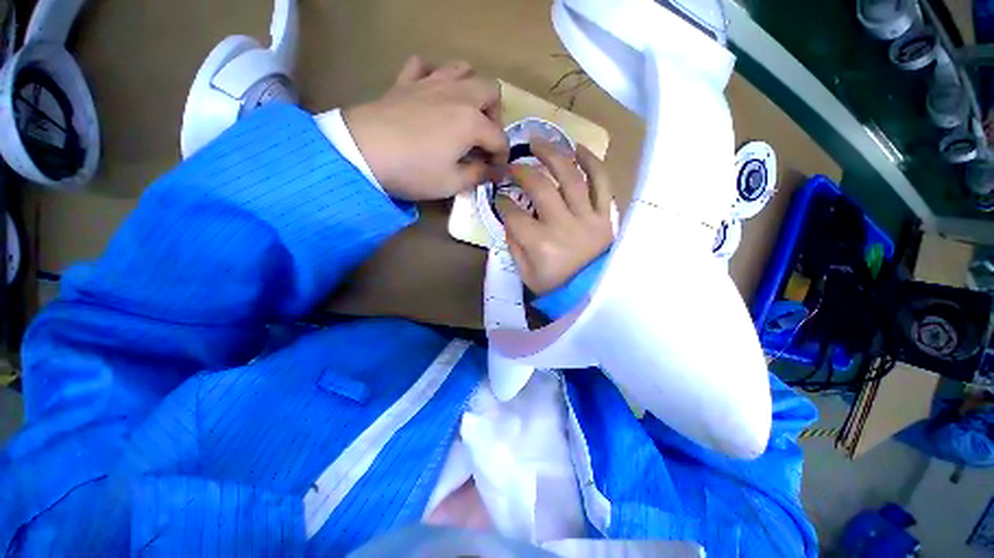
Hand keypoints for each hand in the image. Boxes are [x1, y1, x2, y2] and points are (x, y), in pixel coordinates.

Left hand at [343, 56, 508, 200]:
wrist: (364, 152)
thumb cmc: (414, 171)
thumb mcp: (452, 183)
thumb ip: (477, 175)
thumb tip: (491, 171)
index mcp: (472, 122)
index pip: (499, 138)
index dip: (501, 158)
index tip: (495, 172)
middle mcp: (458, 95)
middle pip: (490, 91)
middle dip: (494, 115)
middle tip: (484, 137)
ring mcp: (431, 83)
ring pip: (463, 69)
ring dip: (470, 88)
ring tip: (463, 112)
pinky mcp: (407, 81)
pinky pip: (424, 65)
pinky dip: (433, 75)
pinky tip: (431, 93)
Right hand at [496, 140, 613, 294]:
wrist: (588, 292)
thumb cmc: (553, 285)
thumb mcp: (524, 272)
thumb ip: (514, 244)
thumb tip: (509, 217)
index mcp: (540, 244)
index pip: (514, 213)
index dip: (502, 202)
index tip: (499, 196)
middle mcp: (563, 226)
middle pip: (540, 187)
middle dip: (521, 171)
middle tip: (512, 166)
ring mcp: (587, 218)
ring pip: (570, 177)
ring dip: (552, 154)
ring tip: (538, 141)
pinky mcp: (605, 216)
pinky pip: (601, 183)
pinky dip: (591, 162)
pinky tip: (577, 148)